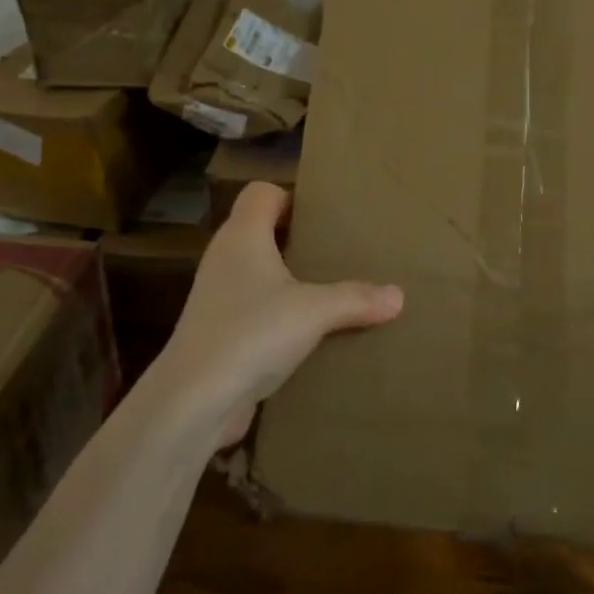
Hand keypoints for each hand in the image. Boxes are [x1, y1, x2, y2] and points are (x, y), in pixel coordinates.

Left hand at [155, 182, 403, 449]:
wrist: (194, 400)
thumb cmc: (252, 332)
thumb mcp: (314, 312)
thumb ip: (356, 299)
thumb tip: (398, 296)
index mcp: (242, 235)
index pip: (261, 193)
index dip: (290, 198)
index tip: (324, 218)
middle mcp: (225, 258)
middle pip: (261, 231)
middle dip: (297, 241)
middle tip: (336, 253)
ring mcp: (217, 297)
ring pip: (258, 274)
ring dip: (288, 283)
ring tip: (328, 294)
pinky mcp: (217, 333)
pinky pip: (253, 311)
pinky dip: (277, 317)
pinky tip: (307, 336)